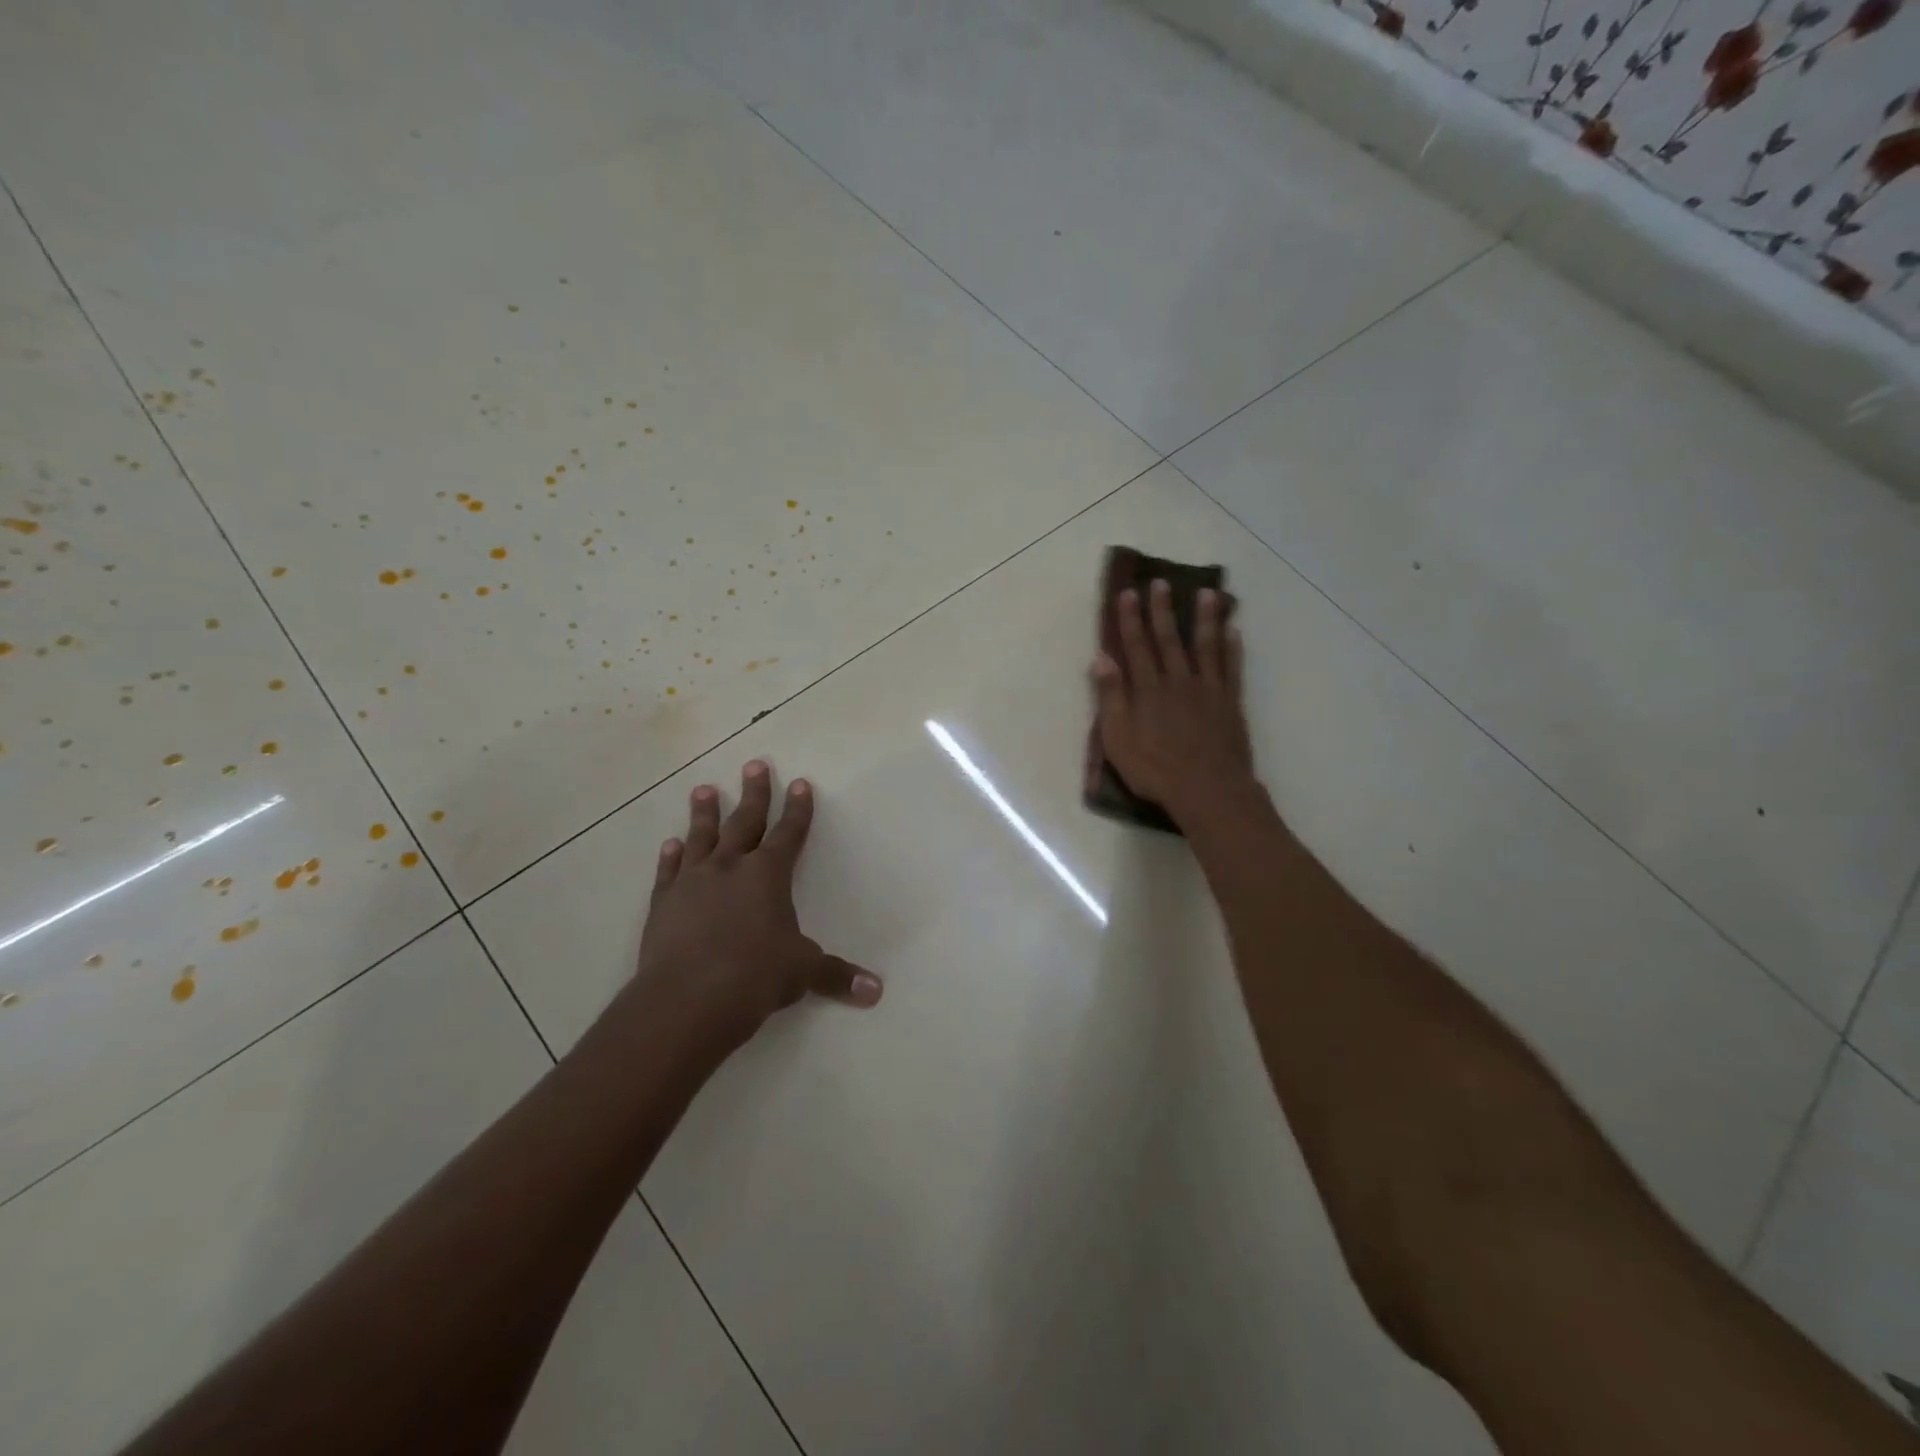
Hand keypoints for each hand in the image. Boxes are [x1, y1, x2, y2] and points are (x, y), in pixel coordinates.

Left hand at [628, 761, 881, 1055]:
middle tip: (754, 765)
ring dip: (705, 813)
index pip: (789, 833)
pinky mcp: (663, 903)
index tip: (800, 783)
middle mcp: (730, 867)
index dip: (798, 809)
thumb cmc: (754, 977)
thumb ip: (836, 976)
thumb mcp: (802, 973)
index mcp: (768, 875)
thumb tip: (876, 991)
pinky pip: (669, 871)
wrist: (687, 999)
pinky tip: (671, 844)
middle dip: (754, 793)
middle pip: (745, 821)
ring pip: (702, 838)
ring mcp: (692, 882)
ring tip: (705, 790)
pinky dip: (671, 856)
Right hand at [1093, 580, 1255, 824]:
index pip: (1136, 646)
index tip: (1128, 593)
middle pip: (1169, 639)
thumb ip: (1111, 697)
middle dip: (1163, 610)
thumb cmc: (1155, 770)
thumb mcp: (1118, 739)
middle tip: (1162, 582)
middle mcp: (1178, 681)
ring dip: (1205, 618)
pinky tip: (1234, 631)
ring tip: (1208, 593)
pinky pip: (1231, 668)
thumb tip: (1101, 659)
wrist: (1208, 790)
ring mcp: (1208, 690)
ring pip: (1206, 646)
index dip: (1130, 619)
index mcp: (1148, 690)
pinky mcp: (1230, 703)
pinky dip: (1232, 648)